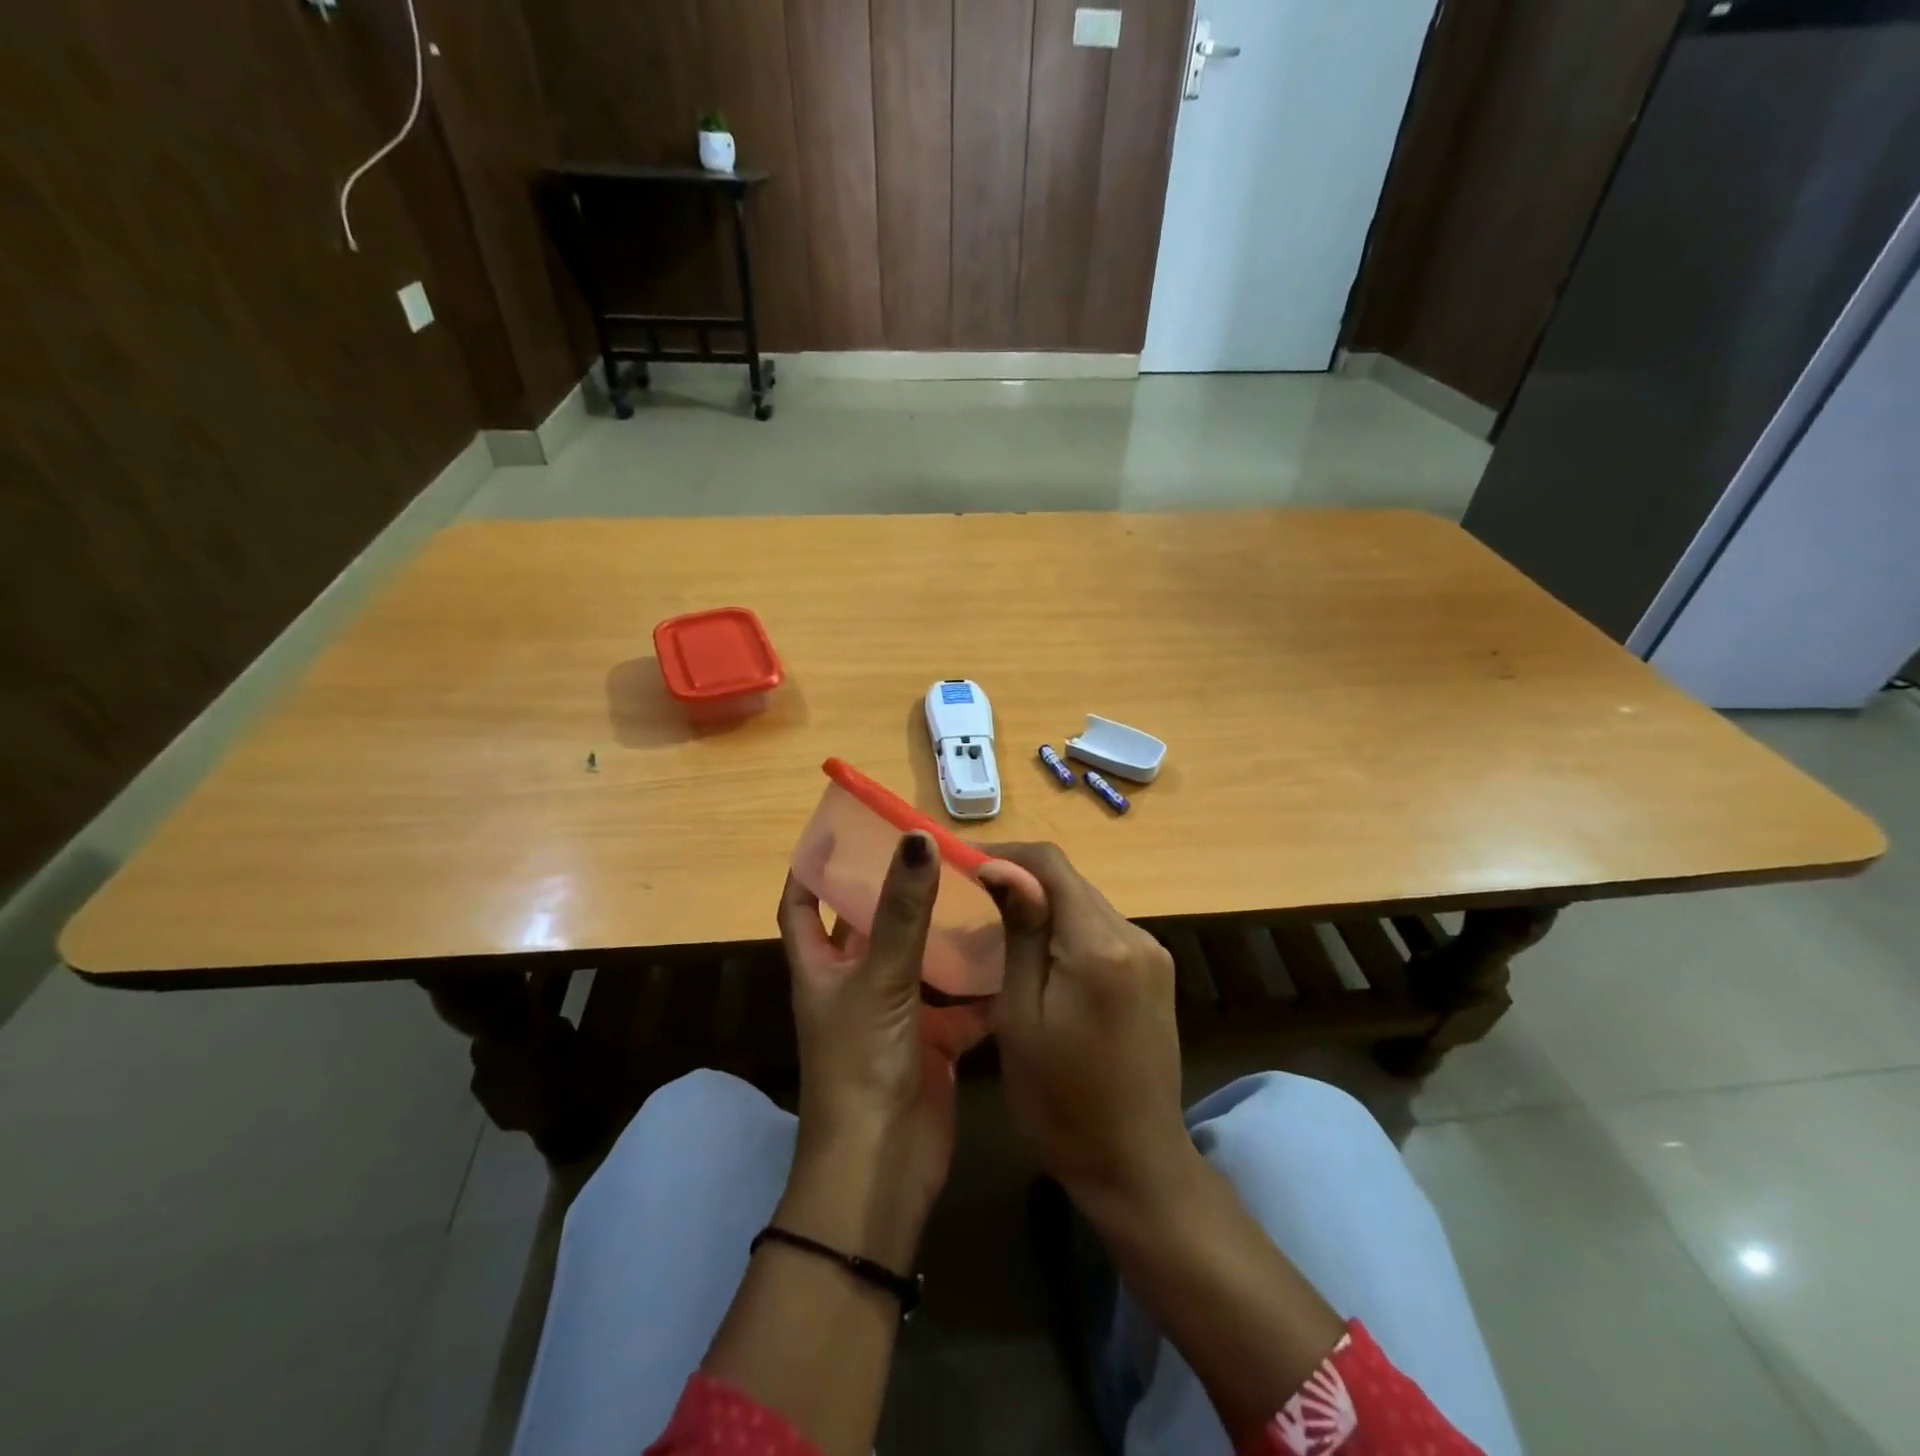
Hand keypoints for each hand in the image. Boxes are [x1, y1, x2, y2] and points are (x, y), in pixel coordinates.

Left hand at [776, 831, 981, 1268]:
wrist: (884, 1168)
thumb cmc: (862, 1064)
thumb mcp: (880, 979)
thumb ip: (903, 911)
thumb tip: (916, 838)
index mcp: (821, 968)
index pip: (801, 904)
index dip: (811, 867)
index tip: (840, 829)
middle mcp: (853, 984)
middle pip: (868, 924)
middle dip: (893, 890)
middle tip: (932, 849)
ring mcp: (895, 1014)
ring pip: (920, 960)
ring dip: (943, 933)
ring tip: (978, 888)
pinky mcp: (933, 1042)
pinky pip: (960, 1004)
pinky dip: (981, 985)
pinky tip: (1011, 954)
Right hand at [979, 843, 1200, 1217]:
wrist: (1135, 1167)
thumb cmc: (1060, 1102)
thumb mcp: (1021, 1015)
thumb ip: (1020, 931)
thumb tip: (1000, 866)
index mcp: (1101, 945)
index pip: (1052, 865)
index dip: (1006, 852)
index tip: (963, 862)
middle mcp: (1137, 936)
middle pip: (1072, 882)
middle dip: (1022, 879)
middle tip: (973, 896)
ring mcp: (1152, 954)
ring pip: (1087, 903)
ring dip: (1045, 904)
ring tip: (998, 923)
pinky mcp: (1156, 973)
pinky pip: (1104, 929)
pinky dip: (1069, 929)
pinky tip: (1042, 954)